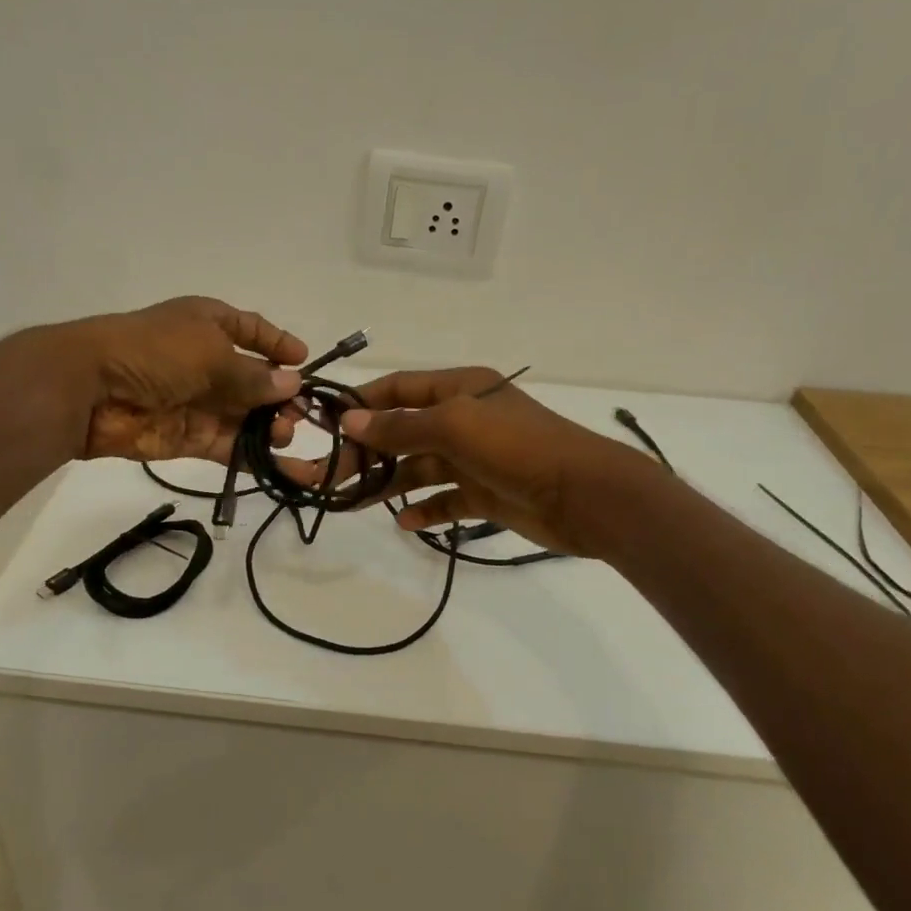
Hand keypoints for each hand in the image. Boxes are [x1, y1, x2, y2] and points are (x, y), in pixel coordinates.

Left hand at [55, 296, 306, 463]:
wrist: (91, 388)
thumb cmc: (156, 353)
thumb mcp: (212, 353)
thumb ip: (254, 374)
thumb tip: (292, 384)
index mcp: (208, 324)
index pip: (251, 330)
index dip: (278, 343)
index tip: (305, 360)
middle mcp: (205, 361)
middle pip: (253, 379)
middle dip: (279, 395)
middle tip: (300, 414)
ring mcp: (196, 401)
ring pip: (243, 415)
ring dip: (267, 426)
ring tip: (282, 434)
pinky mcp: (187, 437)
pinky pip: (226, 444)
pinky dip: (250, 453)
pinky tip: (277, 462)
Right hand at [320, 368, 660, 557]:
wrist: (586, 496)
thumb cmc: (518, 448)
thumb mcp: (455, 427)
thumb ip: (400, 426)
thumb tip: (348, 421)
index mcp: (461, 390)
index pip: (399, 389)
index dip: (362, 404)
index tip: (323, 425)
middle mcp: (465, 419)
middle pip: (403, 432)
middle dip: (368, 452)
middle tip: (329, 476)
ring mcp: (476, 459)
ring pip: (420, 468)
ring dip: (388, 482)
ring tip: (352, 502)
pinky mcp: (486, 494)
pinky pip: (446, 500)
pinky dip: (425, 509)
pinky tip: (404, 521)